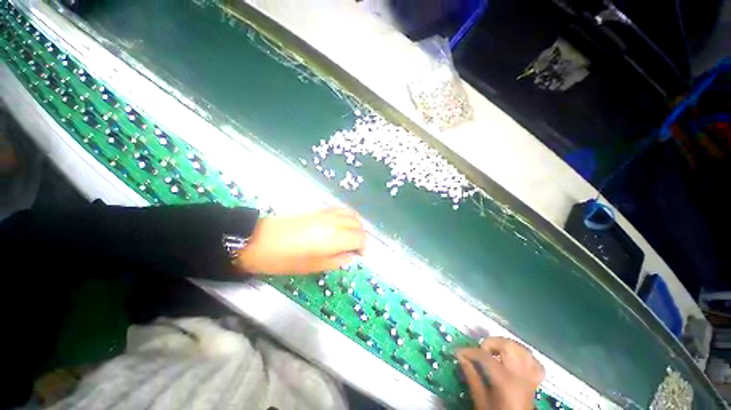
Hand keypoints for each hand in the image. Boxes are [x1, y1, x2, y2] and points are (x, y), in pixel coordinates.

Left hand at [234, 208, 365, 274]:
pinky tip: (340, 226)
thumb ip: (335, 261)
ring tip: (350, 236)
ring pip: (350, 214)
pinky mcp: (317, 210)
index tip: (360, 255)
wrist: (258, 240)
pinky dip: (346, 217)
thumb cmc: (284, 259)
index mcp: (334, 238)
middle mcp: (333, 222)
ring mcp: (325, 214)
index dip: (363, 247)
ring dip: (355, 225)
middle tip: (356, 247)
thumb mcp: (311, 266)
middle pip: (357, 224)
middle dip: (361, 236)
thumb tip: (349, 257)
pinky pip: (339, 210)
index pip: (359, 237)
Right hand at [458, 337, 544, 409]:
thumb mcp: (480, 400)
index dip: (469, 351)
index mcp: (506, 381)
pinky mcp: (535, 381)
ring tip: (494, 353)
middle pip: (507, 345)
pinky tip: (513, 360)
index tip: (458, 352)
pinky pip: (534, 362)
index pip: (485, 356)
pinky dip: (523, 356)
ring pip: (522, 349)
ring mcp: (530, 377)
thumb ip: (472, 377)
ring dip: (506, 346)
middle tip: (480, 352)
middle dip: (490, 343)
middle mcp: (521, 375)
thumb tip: (460, 357)